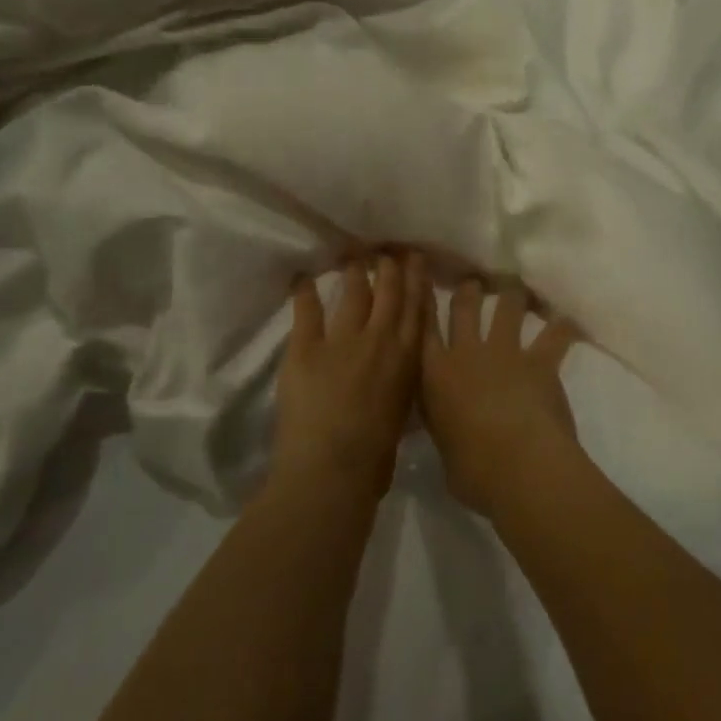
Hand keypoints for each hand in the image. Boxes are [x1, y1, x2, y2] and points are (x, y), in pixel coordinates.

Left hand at [271, 252, 426, 498]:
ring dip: (354, 272)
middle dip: (390, 267)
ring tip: (353, 257)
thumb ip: (400, 385)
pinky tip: (303, 277)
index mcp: (408, 359)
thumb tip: (396, 375)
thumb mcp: (402, 415)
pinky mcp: (306, 347)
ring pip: (353, 293)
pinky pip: (307, 311)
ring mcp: (342, 340)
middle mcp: (380, 339)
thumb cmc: (374, 459)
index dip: (417, 281)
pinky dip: (304, 292)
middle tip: (387, 251)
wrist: (332, 470)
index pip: (417, 309)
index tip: (416, 260)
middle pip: (388, 292)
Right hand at [419, 280, 578, 516]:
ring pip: (507, 308)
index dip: (424, 305)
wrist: (519, 466)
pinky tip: (568, 320)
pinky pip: (554, 336)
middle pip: (464, 308)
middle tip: (473, 282)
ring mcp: (505, 353)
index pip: (424, 331)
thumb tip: (448, 428)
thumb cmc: (473, 471)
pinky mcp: (539, 362)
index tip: (424, 286)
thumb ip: (444, 428)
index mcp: (436, 375)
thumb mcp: (444, 449)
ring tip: (516, 287)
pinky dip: (562, 327)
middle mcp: (467, 353)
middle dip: (469, 291)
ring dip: (512, 294)